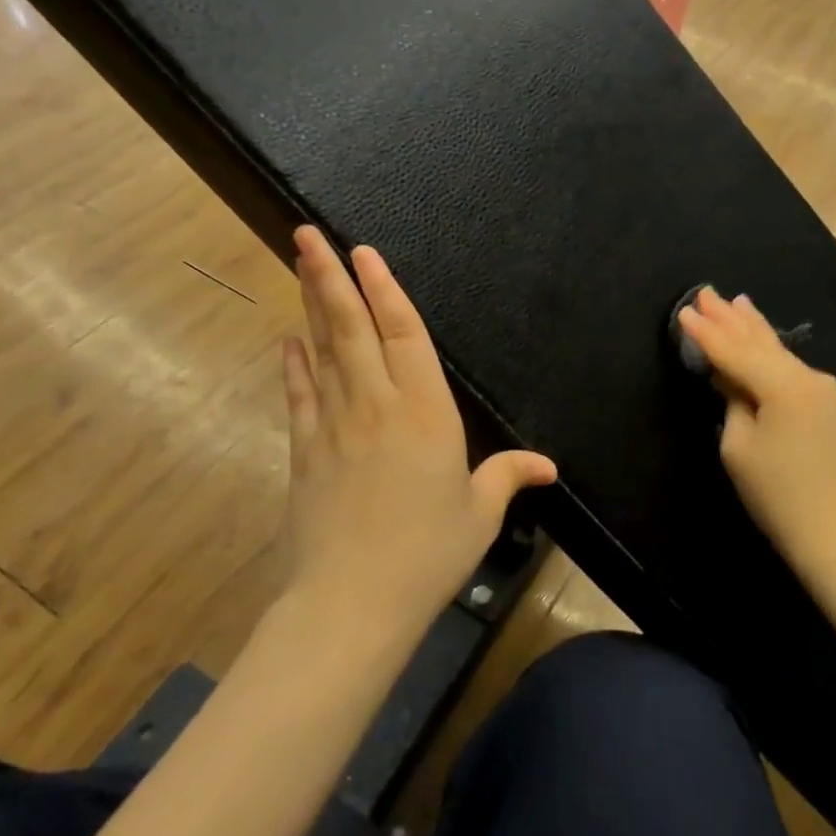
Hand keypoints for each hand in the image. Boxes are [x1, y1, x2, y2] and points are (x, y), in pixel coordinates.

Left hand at [280, 226, 556, 637]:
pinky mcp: (304, 450)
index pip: (404, 332)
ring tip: (299, 265)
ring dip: (310, 305)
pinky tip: (288, 340)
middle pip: (351, 327)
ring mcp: (334, 424)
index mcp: (426, 411)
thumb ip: (508, 477)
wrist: (351, 602)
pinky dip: (293, 364)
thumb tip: (547, 466)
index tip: (364, 252)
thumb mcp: (479, 514)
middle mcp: (377, 404)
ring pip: (321, 350)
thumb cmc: (427, 554)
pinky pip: (299, 395)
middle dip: (330, 276)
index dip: (384, 288)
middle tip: (307, 233)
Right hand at [676, 288, 835, 574]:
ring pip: (777, 350)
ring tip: (736, 301)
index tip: (684, 310)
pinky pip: (789, 367)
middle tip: (707, 292)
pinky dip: (768, 349)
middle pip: (759, 341)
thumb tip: (730, 377)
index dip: (706, 333)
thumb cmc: (778, 495)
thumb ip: (733, 401)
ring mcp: (823, 389)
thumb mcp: (739, 447)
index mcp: (783, 386)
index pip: (734, 352)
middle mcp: (807, 377)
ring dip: (752, 327)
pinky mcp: (828, 403)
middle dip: (730, 318)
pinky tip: (760, 335)